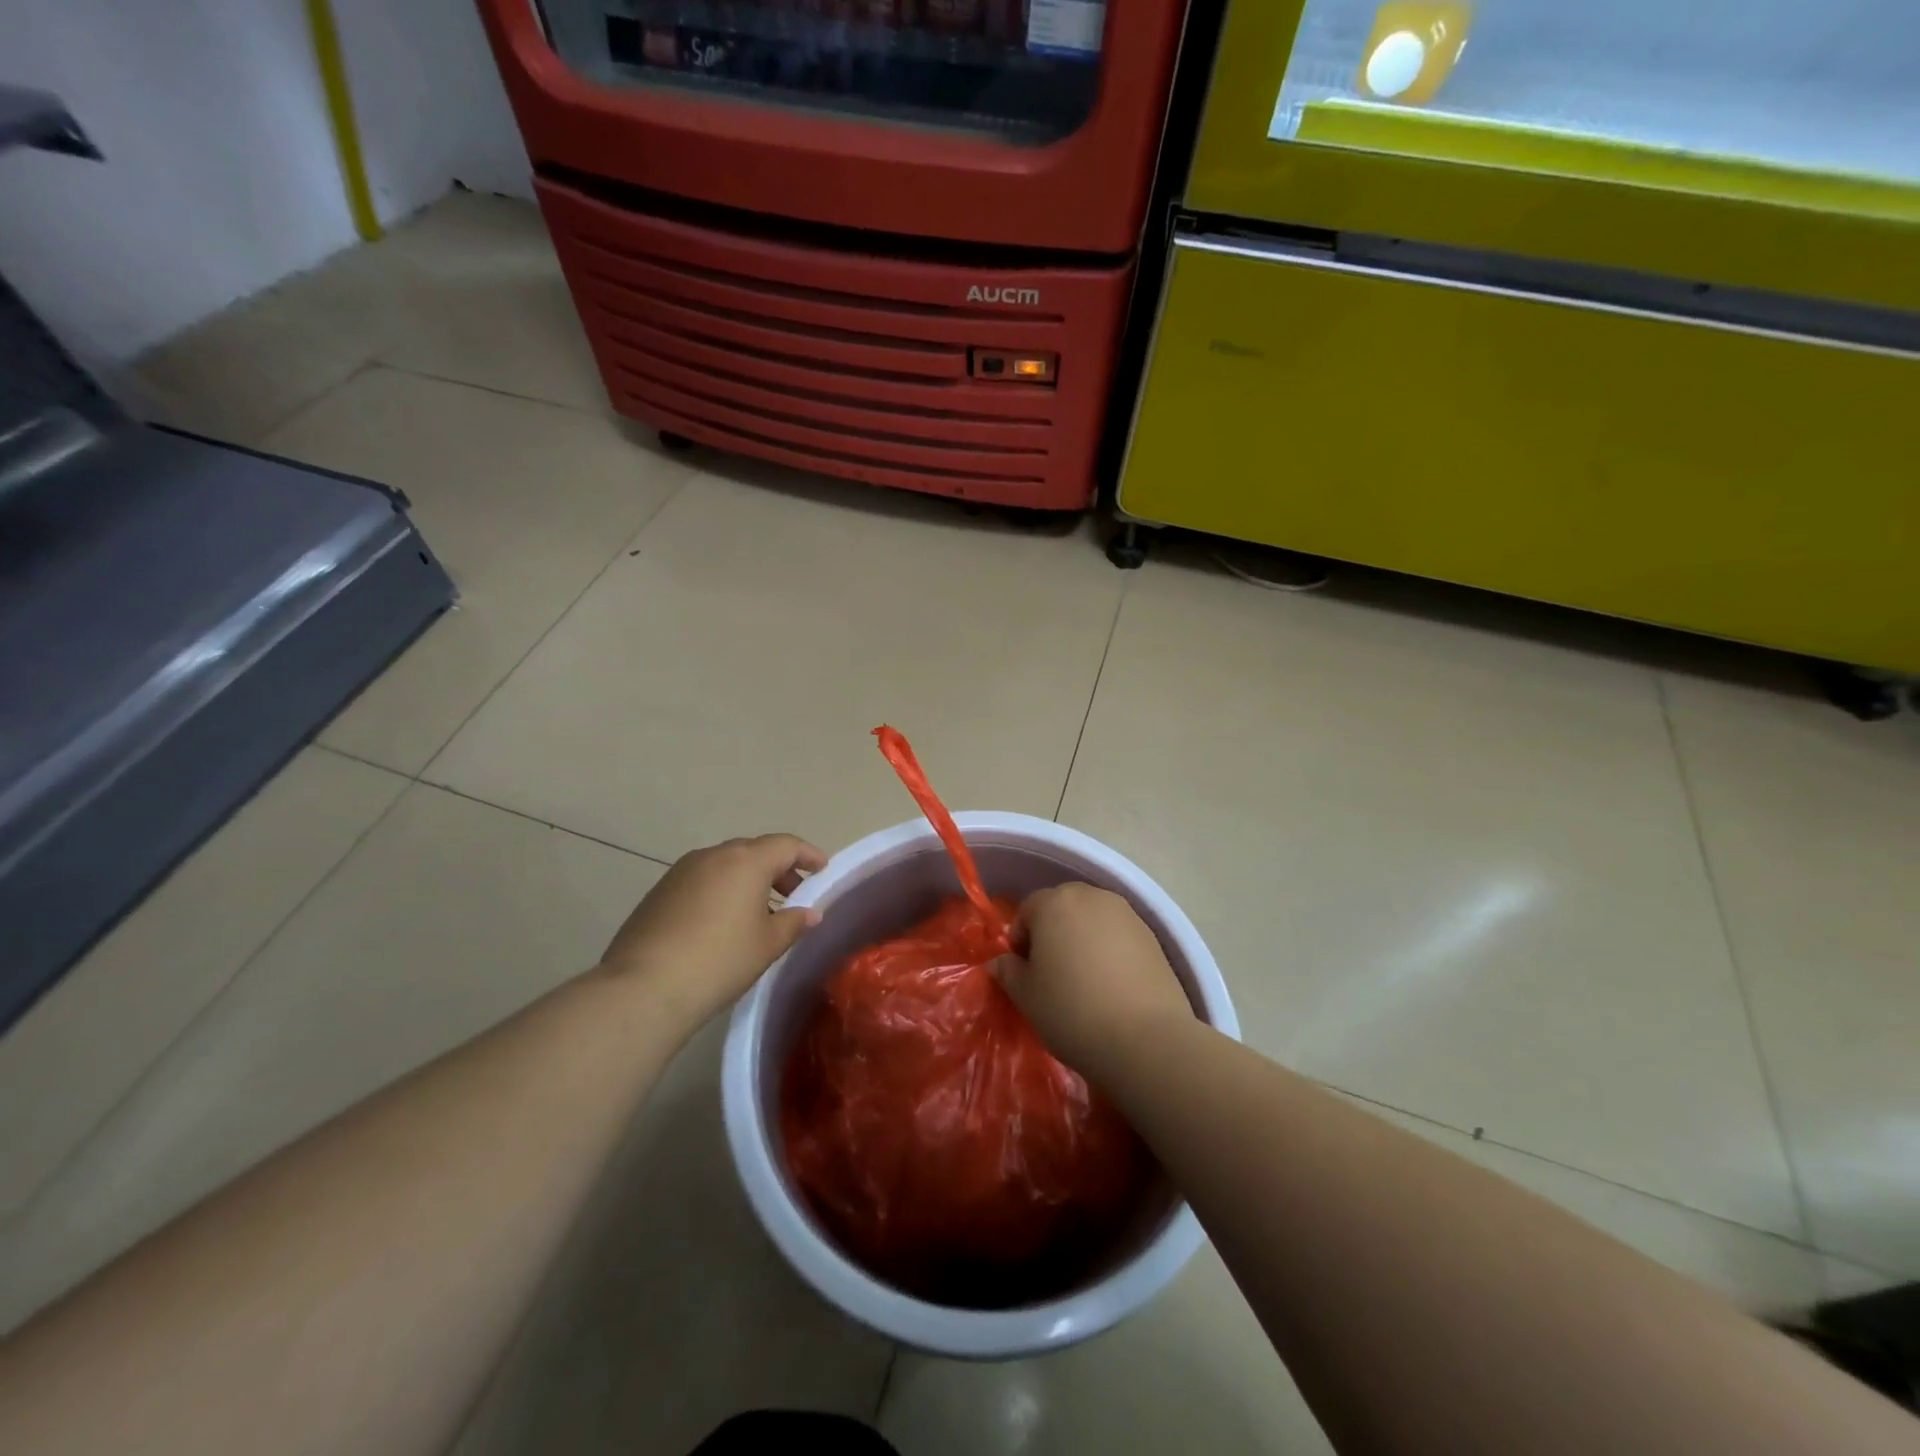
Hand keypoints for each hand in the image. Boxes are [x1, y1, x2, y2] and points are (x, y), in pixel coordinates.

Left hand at [598, 834, 826, 1028]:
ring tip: (759, 912)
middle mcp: (713, 855)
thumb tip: (809, 912)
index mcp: (746, 860)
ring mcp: (681, 871)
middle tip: (794, 895)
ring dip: (748, 880)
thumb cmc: (720, 960)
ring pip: (725, 865)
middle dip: (778, 869)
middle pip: (755, 851)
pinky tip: (722, 923)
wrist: (644, 987)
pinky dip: (721, 891)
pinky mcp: (659, 892)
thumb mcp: (767, 944)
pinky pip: (702, 880)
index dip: (808, 855)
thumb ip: (794, 922)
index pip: (786, 845)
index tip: (823, 869)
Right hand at [993, 882, 1195, 1081]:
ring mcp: (1127, 914)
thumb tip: (1000, 962)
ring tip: (1084, 980)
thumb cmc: (1072, 1011)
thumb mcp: (1026, 996)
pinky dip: (1110, 951)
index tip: (1023, 971)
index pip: (1028, 910)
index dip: (1020, 939)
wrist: (1146, 1039)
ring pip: (1093, 920)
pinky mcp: (1153, 936)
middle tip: (1051, 973)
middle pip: (1063, 907)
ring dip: (1083, 940)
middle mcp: (1092, 897)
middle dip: (1053, 933)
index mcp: (1055, 902)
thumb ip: (1008, 972)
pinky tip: (1112, 986)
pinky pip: (1119, 936)